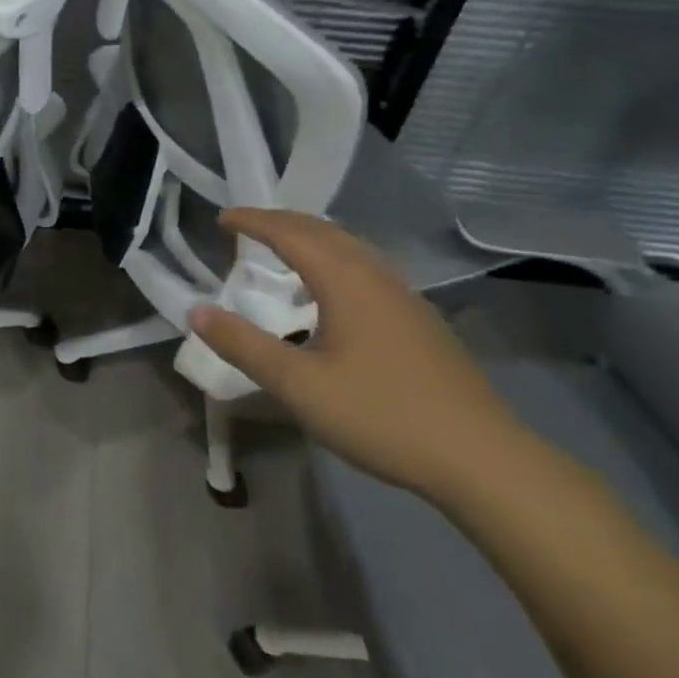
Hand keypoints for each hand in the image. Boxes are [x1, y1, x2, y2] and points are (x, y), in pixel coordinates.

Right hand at [190, 209, 527, 500]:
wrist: (482, 459)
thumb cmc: (381, 414)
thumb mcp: (298, 385)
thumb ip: (244, 346)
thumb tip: (196, 311)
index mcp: (345, 281)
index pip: (290, 233)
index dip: (254, 221)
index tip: (222, 218)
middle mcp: (376, 276)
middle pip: (324, 231)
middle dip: (282, 222)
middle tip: (247, 226)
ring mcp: (405, 297)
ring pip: (351, 248)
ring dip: (311, 238)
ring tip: (283, 248)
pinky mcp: (420, 321)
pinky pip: (366, 268)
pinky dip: (334, 259)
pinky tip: (332, 292)